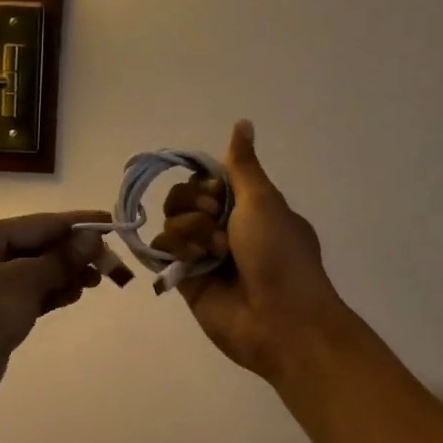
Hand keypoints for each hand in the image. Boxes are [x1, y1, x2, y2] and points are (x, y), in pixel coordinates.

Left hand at [0, 211, 107, 417]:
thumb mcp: (21, 284)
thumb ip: (59, 259)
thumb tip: (91, 236)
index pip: (36, 224)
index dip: (75, 224)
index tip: (110, 223)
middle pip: (35, 246)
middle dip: (72, 254)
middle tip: (110, 263)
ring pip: (34, 271)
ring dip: (65, 274)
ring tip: (98, 280)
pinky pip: (28, 293)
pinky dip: (50, 292)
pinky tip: (75, 294)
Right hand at [152, 122, 347, 381]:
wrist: (279, 319)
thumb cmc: (279, 255)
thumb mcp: (264, 201)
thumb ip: (242, 165)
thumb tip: (242, 122)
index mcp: (249, 207)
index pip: (209, 180)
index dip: (206, 183)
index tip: (219, 193)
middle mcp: (225, 228)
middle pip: (185, 198)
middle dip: (195, 205)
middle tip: (217, 223)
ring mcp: (204, 254)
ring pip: (172, 223)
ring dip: (189, 231)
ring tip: (212, 253)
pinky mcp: (186, 279)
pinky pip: (163, 251)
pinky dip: (174, 250)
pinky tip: (192, 262)